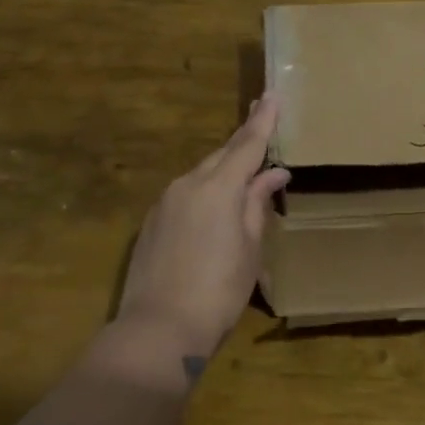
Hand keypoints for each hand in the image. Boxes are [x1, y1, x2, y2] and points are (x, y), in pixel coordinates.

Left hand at [115, 93, 290, 367]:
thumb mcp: (249, 247)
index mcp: (218, 187)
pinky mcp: (152, 222)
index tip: (272, 95)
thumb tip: (272, 173)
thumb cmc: (219, 290)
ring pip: (202, 174)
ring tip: (245, 171)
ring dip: (224, 169)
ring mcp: (164, 202)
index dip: (262, 121)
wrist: (158, 329)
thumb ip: (257, 203)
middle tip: (261, 122)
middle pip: (221, 155)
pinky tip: (215, 205)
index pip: (246, 145)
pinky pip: (186, 194)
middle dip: (243, 141)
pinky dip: (205, 191)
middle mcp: (187, 184)